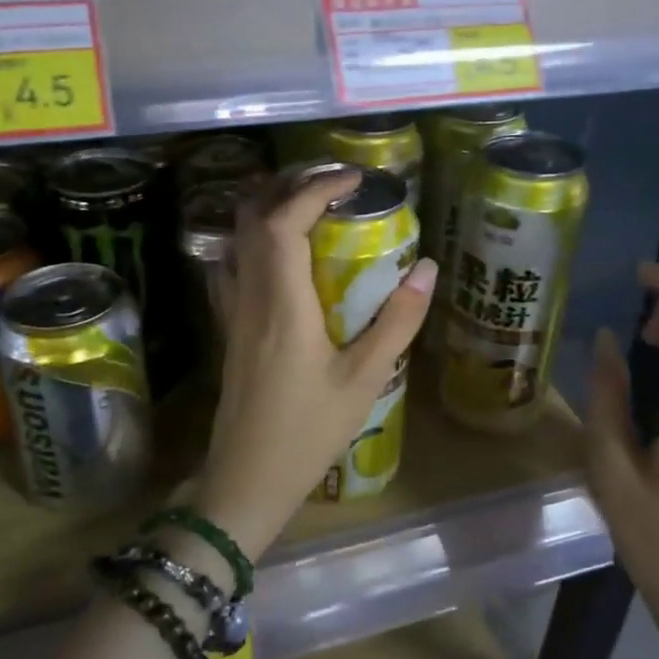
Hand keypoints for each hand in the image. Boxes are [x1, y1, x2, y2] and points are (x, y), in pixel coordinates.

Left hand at [193, 166, 435, 557]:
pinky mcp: (231, 327)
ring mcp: (234, 311)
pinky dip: (259, 238)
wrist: (245, 480)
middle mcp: (250, 296)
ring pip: (239, 239)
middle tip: (334, 182)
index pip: (284, 221)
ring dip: (271, 207)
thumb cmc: (308, 433)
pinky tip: (285, 251)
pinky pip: (238, 264)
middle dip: (290, 185)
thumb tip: (427, 268)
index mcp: (282, 304)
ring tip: (313, 203)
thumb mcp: (364, 380)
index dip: (315, 188)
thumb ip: (397, 322)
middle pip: (253, 218)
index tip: (353, 178)